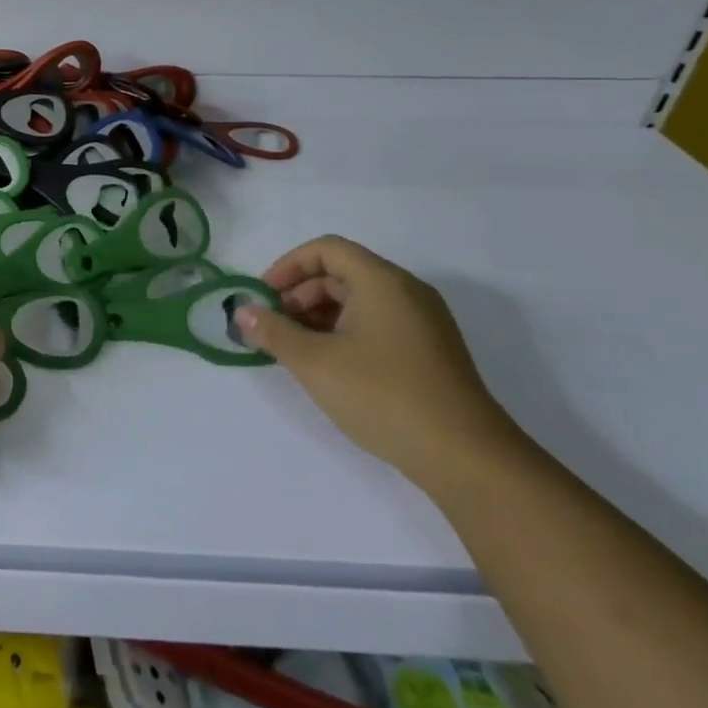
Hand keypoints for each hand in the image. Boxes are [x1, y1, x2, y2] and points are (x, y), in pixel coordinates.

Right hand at [233, 235, 524, 492]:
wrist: (465, 457)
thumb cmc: (382, 395)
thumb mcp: (314, 362)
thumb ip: (273, 332)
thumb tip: (242, 312)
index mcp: (382, 281)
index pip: (326, 249)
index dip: (287, 266)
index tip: (263, 297)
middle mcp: (406, 291)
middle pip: (342, 273)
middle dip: (299, 294)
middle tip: (273, 326)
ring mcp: (423, 322)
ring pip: (359, 300)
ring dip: (318, 316)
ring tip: (294, 350)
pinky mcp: (429, 351)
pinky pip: (377, 323)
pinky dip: (344, 332)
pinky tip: (328, 366)